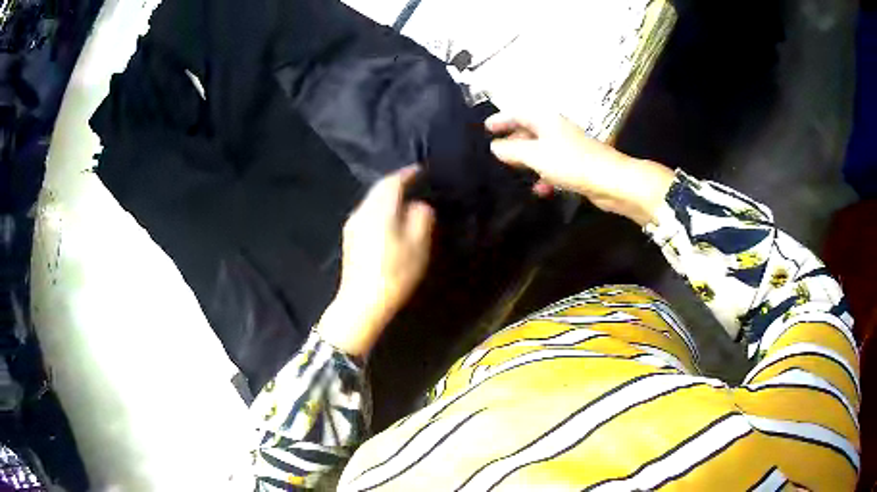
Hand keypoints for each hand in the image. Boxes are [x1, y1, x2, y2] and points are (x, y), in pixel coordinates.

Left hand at [317, 166, 434, 357]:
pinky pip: (367, 213)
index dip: (407, 174)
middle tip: (413, 182)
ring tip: (404, 199)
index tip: (420, 169)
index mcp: (379, 210)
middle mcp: (361, 212)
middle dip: (395, 182)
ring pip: (371, 201)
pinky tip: (389, 218)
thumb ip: (421, 218)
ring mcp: (352, 225)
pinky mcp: (350, 238)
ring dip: (387, 196)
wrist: (362, 303)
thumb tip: (419, 205)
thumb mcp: (417, 245)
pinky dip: (380, 208)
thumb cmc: (394, 273)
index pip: (392, 182)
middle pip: (378, 189)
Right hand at [486, 112, 675, 225]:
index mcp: (546, 120)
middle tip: (495, 149)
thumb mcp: (536, 155)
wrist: (611, 180)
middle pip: (530, 130)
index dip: (502, 119)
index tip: (486, 127)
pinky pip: (554, 166)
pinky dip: (545, 175)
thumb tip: (495, 147)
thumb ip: (513, 151)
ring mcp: (568, 147)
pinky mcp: (577, 165)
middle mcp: (557, 129)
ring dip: (528, 160)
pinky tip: (540, 189)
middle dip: (513, 139)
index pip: (519, 113)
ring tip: (513, 171)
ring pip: (541, 150)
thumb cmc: (571, 163)